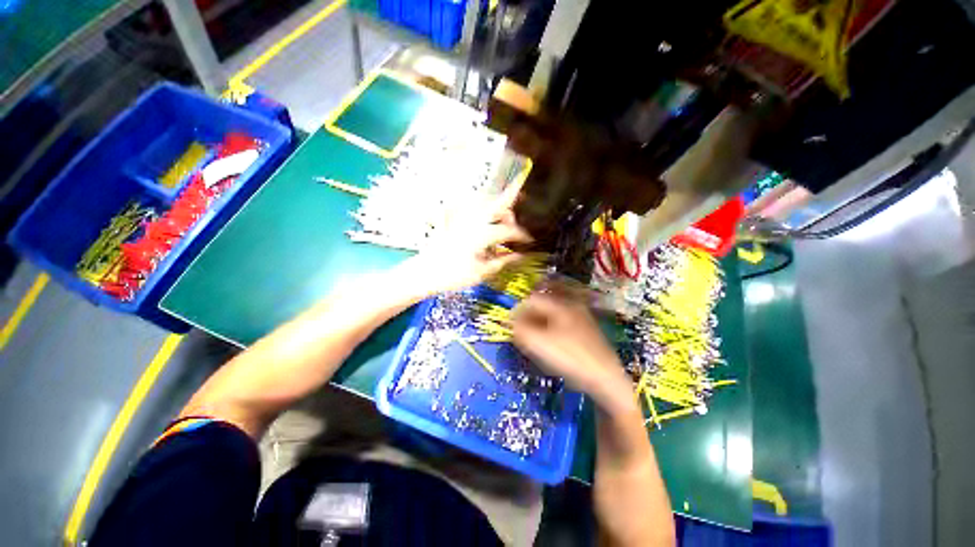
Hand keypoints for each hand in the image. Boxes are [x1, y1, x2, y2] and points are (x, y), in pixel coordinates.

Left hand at [400, 181, 531, 295]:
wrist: (424, 273)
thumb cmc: (454, 275)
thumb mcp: (481, 272)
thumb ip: (502, 261)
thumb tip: (520, 256)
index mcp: (482, 235)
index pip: (508, 230)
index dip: (522, 235)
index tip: (530, 241)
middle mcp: (473, 221)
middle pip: (496, 204)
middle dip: (511, 197)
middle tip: (522, 196)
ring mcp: (461, 218)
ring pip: (482, 200)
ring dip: (495, 201)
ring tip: (503, 211)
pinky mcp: (452, 220)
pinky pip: (468, 205)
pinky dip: (479, 204)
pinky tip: (483, 211)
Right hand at [512, 293, 634, 412]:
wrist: (606, 380)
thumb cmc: (570, 358)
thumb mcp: (540, 344)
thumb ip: (520, 331)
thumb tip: (509, 324)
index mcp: (561, 306)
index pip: (533, 300)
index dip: (517, 311)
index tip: (508, 325)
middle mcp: (572, 307)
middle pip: (542, 307)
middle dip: (527, 319)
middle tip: (519, 334)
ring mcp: (581, 320)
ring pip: (551, 318)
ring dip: (537, 326)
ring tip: (531, 342)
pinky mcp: (585, 333)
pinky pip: (560, 327)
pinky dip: (549, 333)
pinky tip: (548, 347)